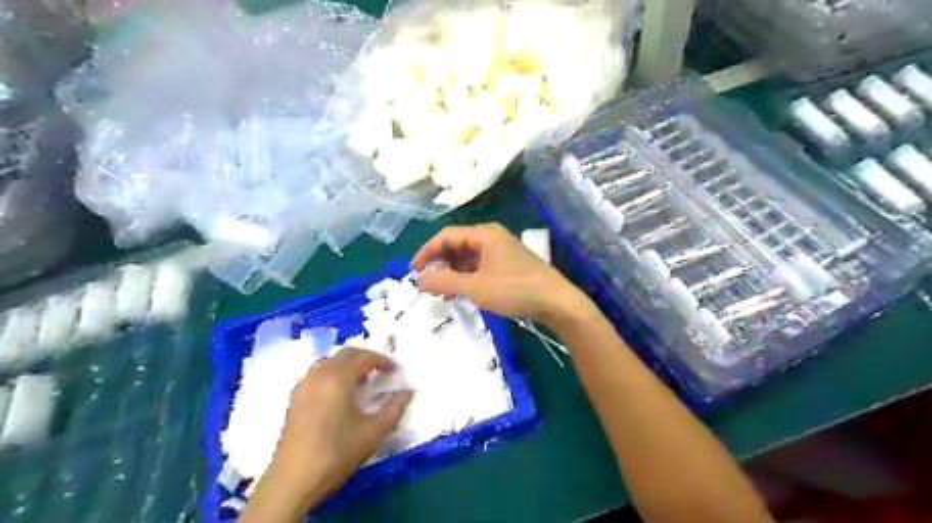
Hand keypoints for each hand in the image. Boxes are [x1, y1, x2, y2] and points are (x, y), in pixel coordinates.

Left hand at [244, 348, 411, 518]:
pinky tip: (338, 393)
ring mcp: (304, 384)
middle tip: (380, 372)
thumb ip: (394, 409)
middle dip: (366, 358)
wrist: (293, 481)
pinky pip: (317, 372)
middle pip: (346, 354)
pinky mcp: (294, 397)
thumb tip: (408, 392)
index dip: (383, 361)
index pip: (365, 358)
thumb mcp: (373, 432)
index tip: (395, 371)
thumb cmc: (336, 453)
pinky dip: (332, 373)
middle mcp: (319, 374)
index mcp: (338, 378)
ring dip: (348, 365)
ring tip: (360, 382)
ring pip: (330, 361)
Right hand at [410, 223, 583, 323]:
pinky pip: (480, 266)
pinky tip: (461, 292)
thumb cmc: (514, 289)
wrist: (556, 301)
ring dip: (452, 272)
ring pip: (468, 257)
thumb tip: (418, 280)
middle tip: (427, 282)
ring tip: (441, 291)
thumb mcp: (476, 286)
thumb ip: (445, 281)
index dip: (426, 251)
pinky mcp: (508, 264)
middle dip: (439, 263)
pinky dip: (467, 277)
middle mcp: (492, 237)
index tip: (413, 270)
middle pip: (457, 245)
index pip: (446, 236)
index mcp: (484, 234)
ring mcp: (501, 251)